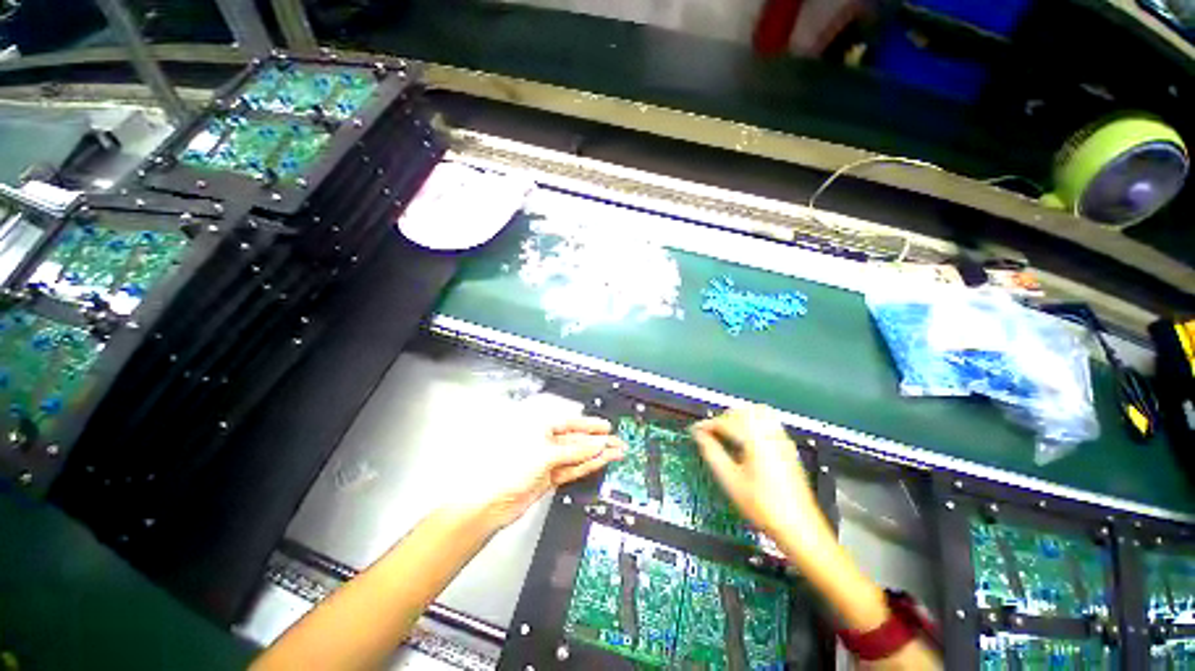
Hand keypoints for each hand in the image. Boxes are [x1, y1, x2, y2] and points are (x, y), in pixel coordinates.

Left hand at [473, 416, 625, 528]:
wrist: (492, 503)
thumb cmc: (508, 469)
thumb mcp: (546, 454)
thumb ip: (574, 450)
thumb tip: (595, 444)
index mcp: (540, 428)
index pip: (571, 424)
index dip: (590, 425)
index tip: (606, 427)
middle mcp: (545, 442)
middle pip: (577, 440)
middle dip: (597, 441)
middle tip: (617, 442)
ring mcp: (548, 461)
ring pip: (577, 455)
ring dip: (596, 454)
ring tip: (615, 452)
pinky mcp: (550, 477)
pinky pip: (573, 468)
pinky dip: (586, 465)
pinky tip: (599, 461)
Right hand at [690, 406, 820, 540]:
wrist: (799, 528)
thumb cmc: (763, 506)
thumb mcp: (730, 480)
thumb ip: (712, 452)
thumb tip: (699, 436)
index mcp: (755, 439)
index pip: (726, 421)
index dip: (708, 425)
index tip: (695, 431)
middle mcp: (771, 434)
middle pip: (743, 411)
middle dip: (724, 418)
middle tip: (710, 432)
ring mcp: (782, 440)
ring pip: (758, 413)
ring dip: (739, 418)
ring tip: (727, 434)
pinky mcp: (787, 448)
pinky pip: (768, 423)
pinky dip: (753, 424)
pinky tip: (745, 441)